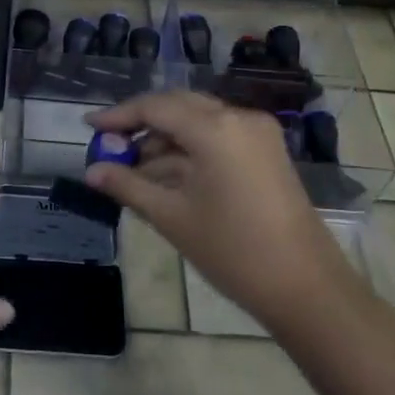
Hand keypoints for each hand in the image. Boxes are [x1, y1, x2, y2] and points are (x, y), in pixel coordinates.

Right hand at [83, 90, 349, 338]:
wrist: (306, 288)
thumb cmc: (233, 250)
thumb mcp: (172, 216)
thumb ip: (128, 186)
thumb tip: (90, 171)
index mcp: (215, 128)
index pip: (155, 107)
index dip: (118, 116)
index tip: (88, 126)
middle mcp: (238, 118)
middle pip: (178, 106)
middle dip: (141, 124)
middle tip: (109, 146)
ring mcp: (257, 134)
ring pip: (198, 122)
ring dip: (164, 139)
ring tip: (132, 169)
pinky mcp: (267, 152)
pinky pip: (217, 137)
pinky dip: (189, 150)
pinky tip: (165, 175)